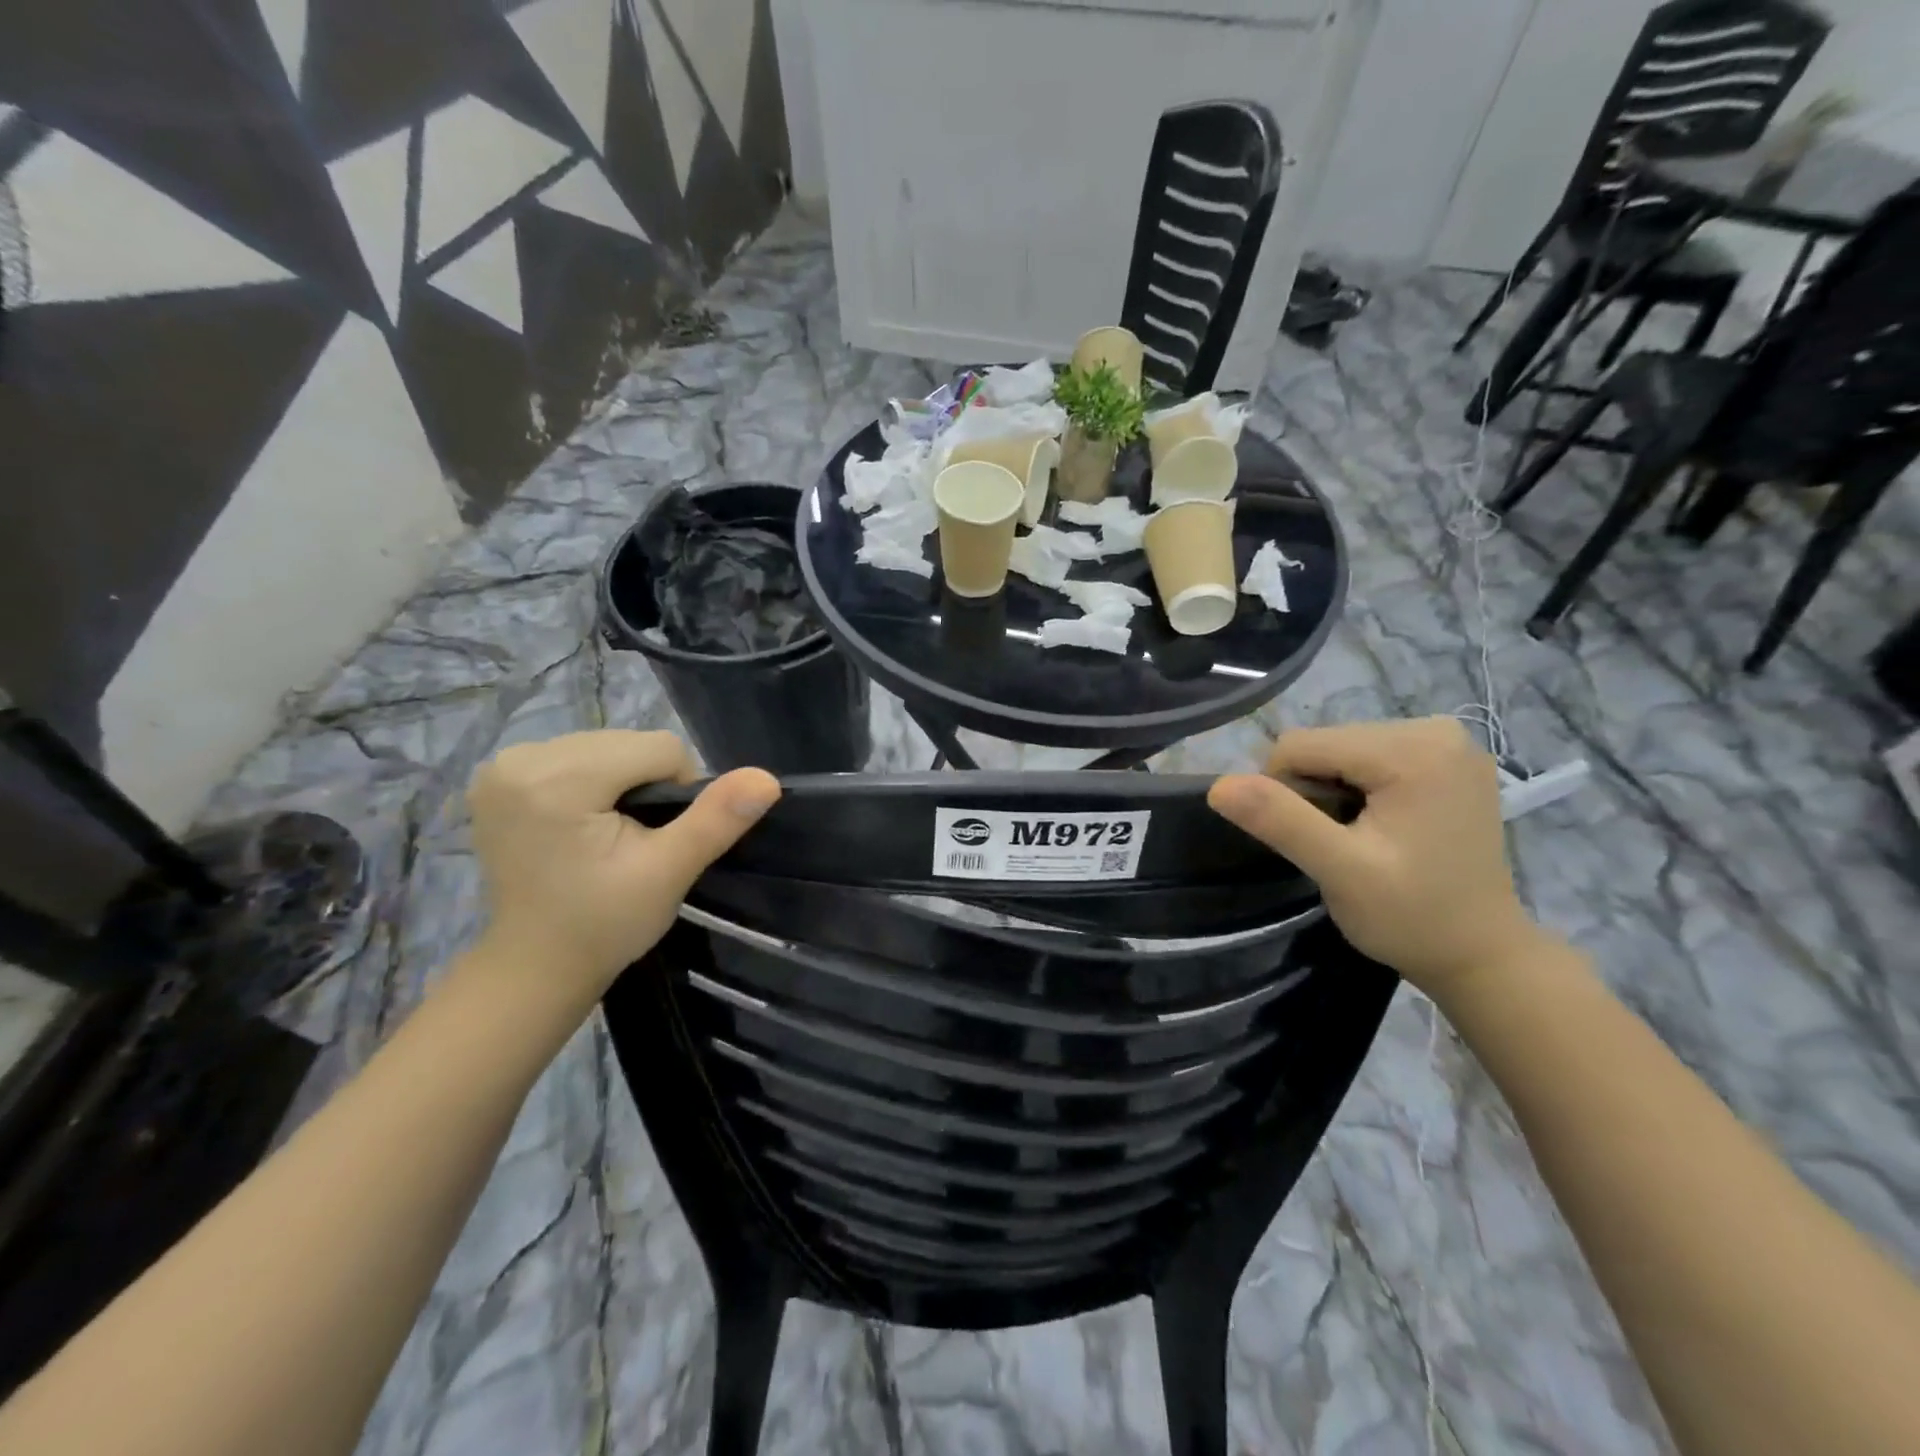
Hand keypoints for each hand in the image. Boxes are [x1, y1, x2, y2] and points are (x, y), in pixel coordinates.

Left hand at [466, 732, 779, 1009]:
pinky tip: (582, 821)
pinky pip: (578, 755)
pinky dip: (595, 781)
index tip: (658, 840)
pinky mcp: (500, 775)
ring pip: (608, 746)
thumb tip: (767, 779)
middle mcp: (522, 758)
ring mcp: (504, 766)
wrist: (535, 967)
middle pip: (629, 743)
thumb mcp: (669, 873)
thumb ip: (716, 819)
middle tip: (636, 841)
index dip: (677, 792)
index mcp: (556, 780)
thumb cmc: (604, 924)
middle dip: (647, 784)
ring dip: (623, 781)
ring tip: (609, 834)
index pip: (658, 749)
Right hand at [1207, 718, 1546, 996]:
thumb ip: (1281, 821)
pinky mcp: (1447, 758)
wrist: (1482, 955)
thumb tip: (1218, 786)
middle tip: (1337, 845)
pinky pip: (1369, 757)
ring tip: (1360, 839)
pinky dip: (1358, 788)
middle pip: (1324, 743)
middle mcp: (1435, 729)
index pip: (1301, 745)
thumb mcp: (1340, 872)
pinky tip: (1379, 825)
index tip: (1312, 841)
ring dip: (1332, 791)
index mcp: (1413, 749)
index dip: (1284, 793)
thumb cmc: (1412, 917)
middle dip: (1312, 791)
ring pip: (1340, 749)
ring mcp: (1446, 741)